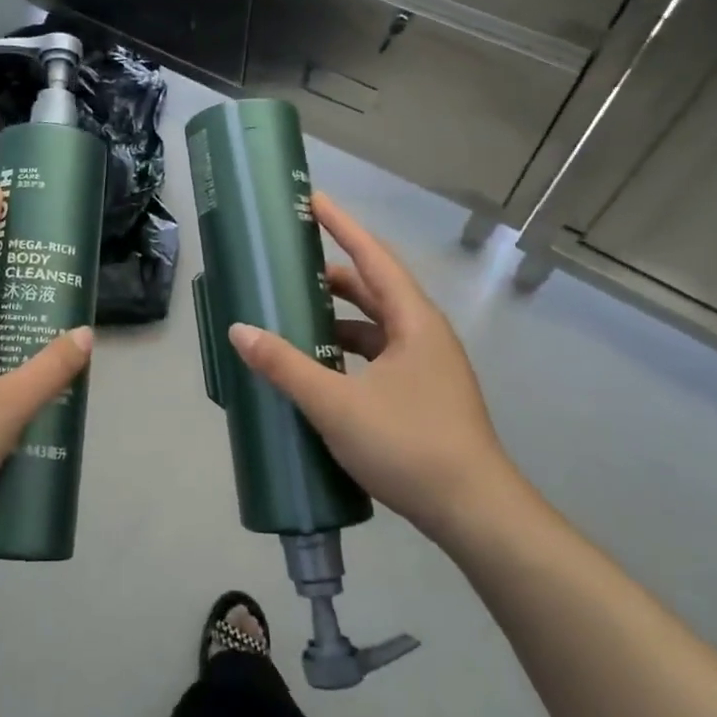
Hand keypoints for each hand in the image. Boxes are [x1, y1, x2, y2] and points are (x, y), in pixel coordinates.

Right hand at [226, 191, 513, 543]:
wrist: (476, 515)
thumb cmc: (410, 446)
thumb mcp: (338, 404)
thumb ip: (286, 366)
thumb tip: (240, 330)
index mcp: (413, 321)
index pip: (373, 257)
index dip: (342, 226)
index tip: (313, 200)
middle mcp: (424, 335)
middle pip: (375, 289)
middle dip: (333, 275)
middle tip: (291, 265)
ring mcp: (427, 367)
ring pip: (377, 326)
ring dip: (339, 317)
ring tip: (296, 316)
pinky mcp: (423, 396)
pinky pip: (379, 356)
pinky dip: (349, 351)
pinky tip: (322, 368)